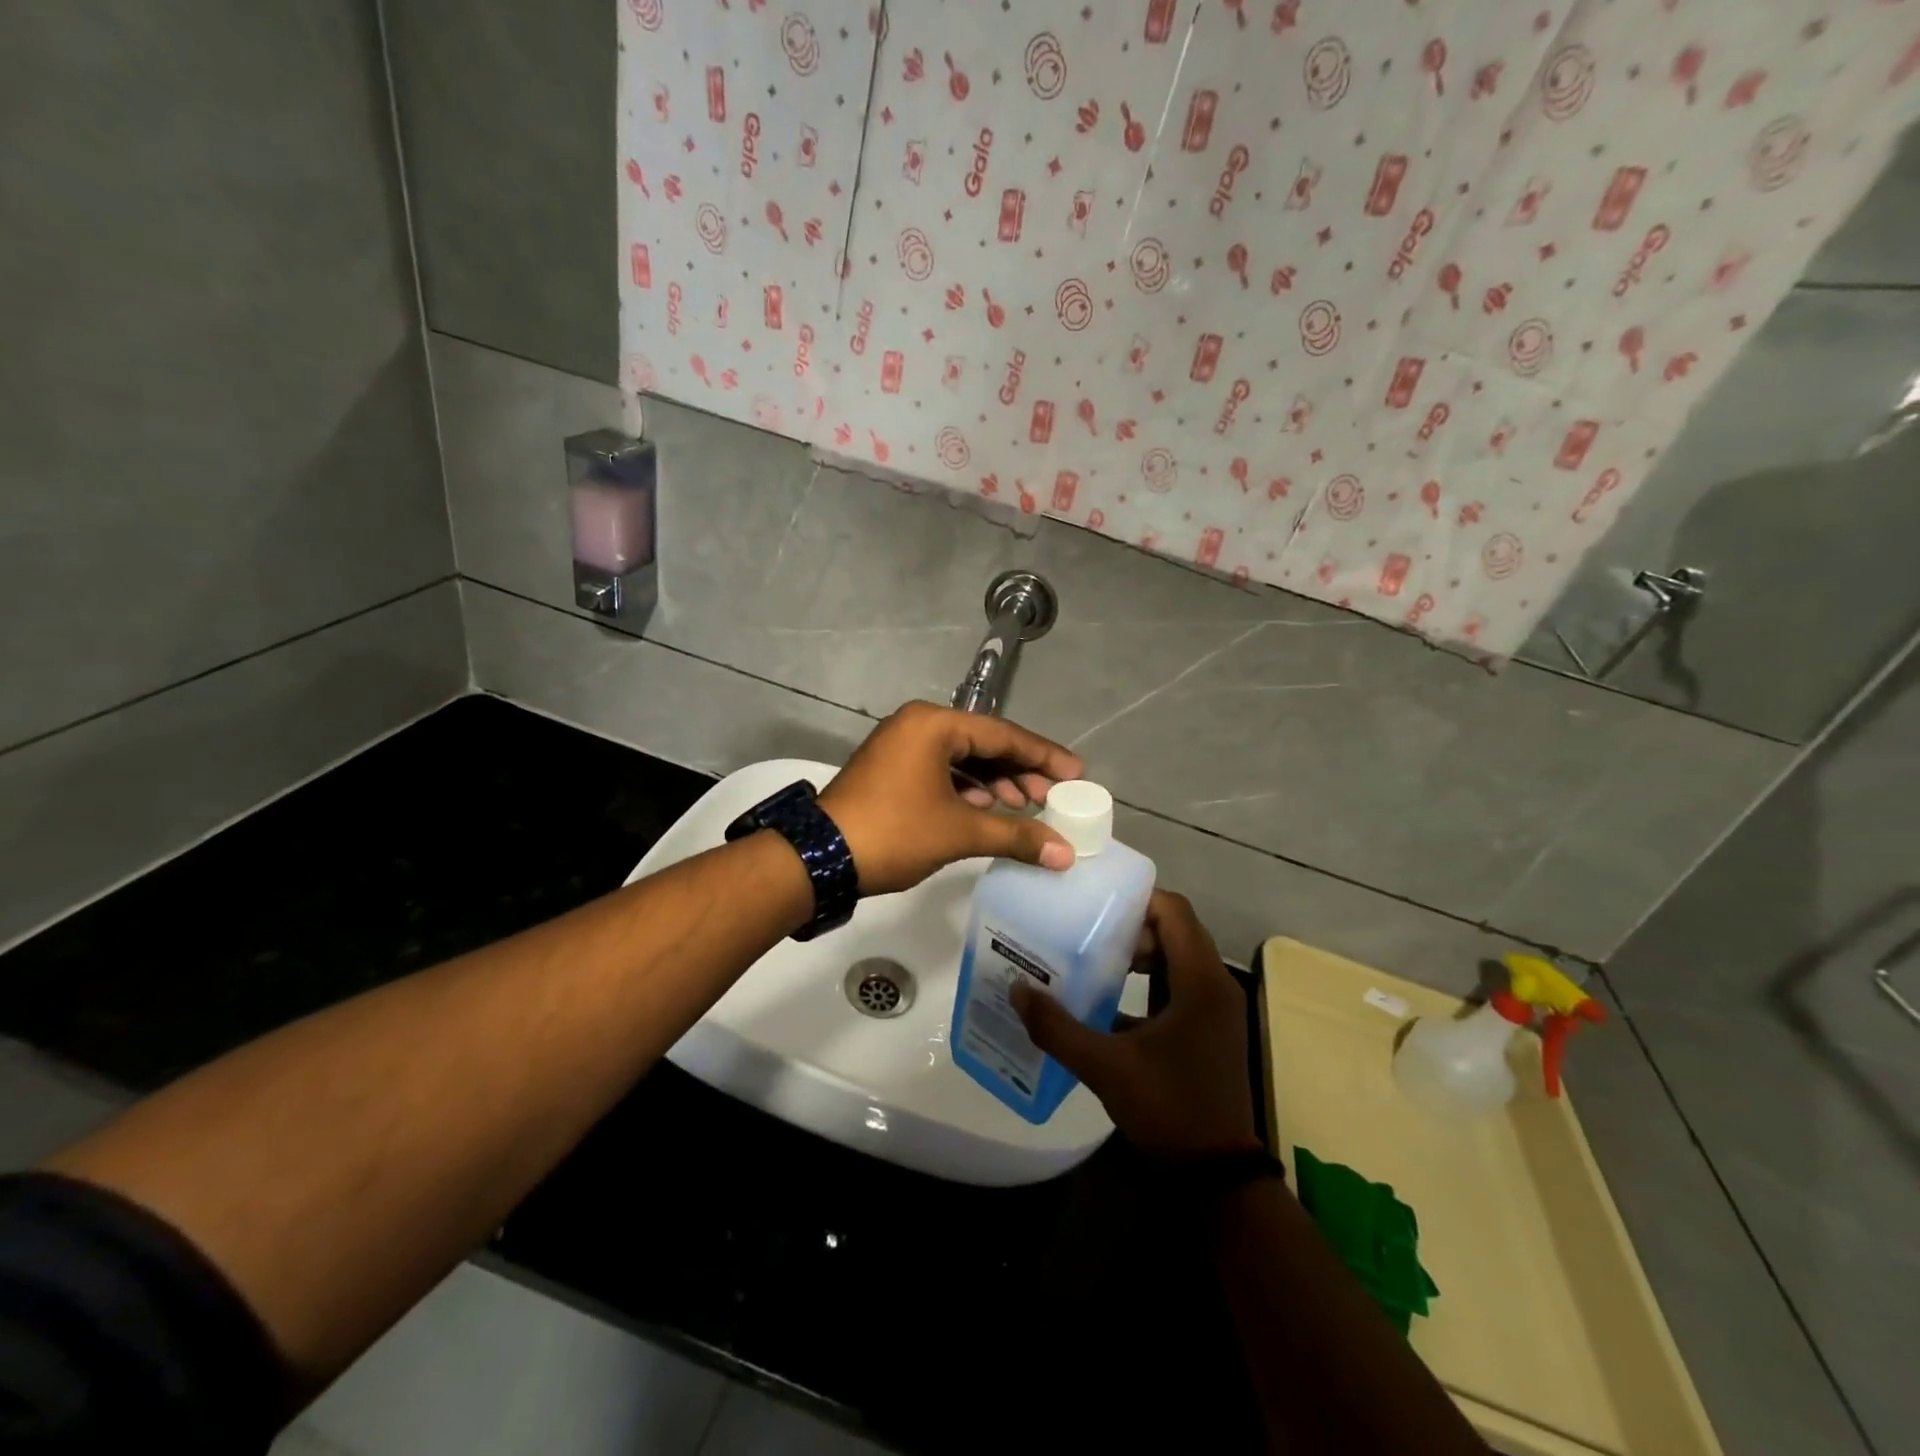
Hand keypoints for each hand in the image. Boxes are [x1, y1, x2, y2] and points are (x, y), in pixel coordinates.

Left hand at [817, 701, 1083, 896]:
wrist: (820, 858)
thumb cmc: (895, 833)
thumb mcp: (959, 832)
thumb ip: (1016, 835)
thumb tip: (1065, 853)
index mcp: (934, 725)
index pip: (1003, 734)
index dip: (1043, 756)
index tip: (1076, 774)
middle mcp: (917, 725)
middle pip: (983, 743)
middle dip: (1019, 771)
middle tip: (1051, 797)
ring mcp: (900, 746)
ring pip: (961, 758)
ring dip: (993, 782)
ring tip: (1023, 807)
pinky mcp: (890, 769)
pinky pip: (940, 770)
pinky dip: (966, 789)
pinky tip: (986, 809)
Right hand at [1012, 891, 1257, 1157]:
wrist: (1217, 1174)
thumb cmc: (1169, 1108)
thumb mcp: (1106, 1067)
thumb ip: (1058, 1028)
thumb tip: (1017, 990)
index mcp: (1200, 981)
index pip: (1174, 911)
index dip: (1136, 899)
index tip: (1094, 902)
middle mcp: (1213, 985)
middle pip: (1173, 931)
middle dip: (1129, 927)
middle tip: (1084, 931)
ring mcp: (1213, 1010)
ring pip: (1174, 960)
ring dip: (1137, 955)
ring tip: (1090, 958)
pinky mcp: (1206, 1031)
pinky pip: (1175, 987)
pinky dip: (1145, 983)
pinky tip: (1106, 1001)